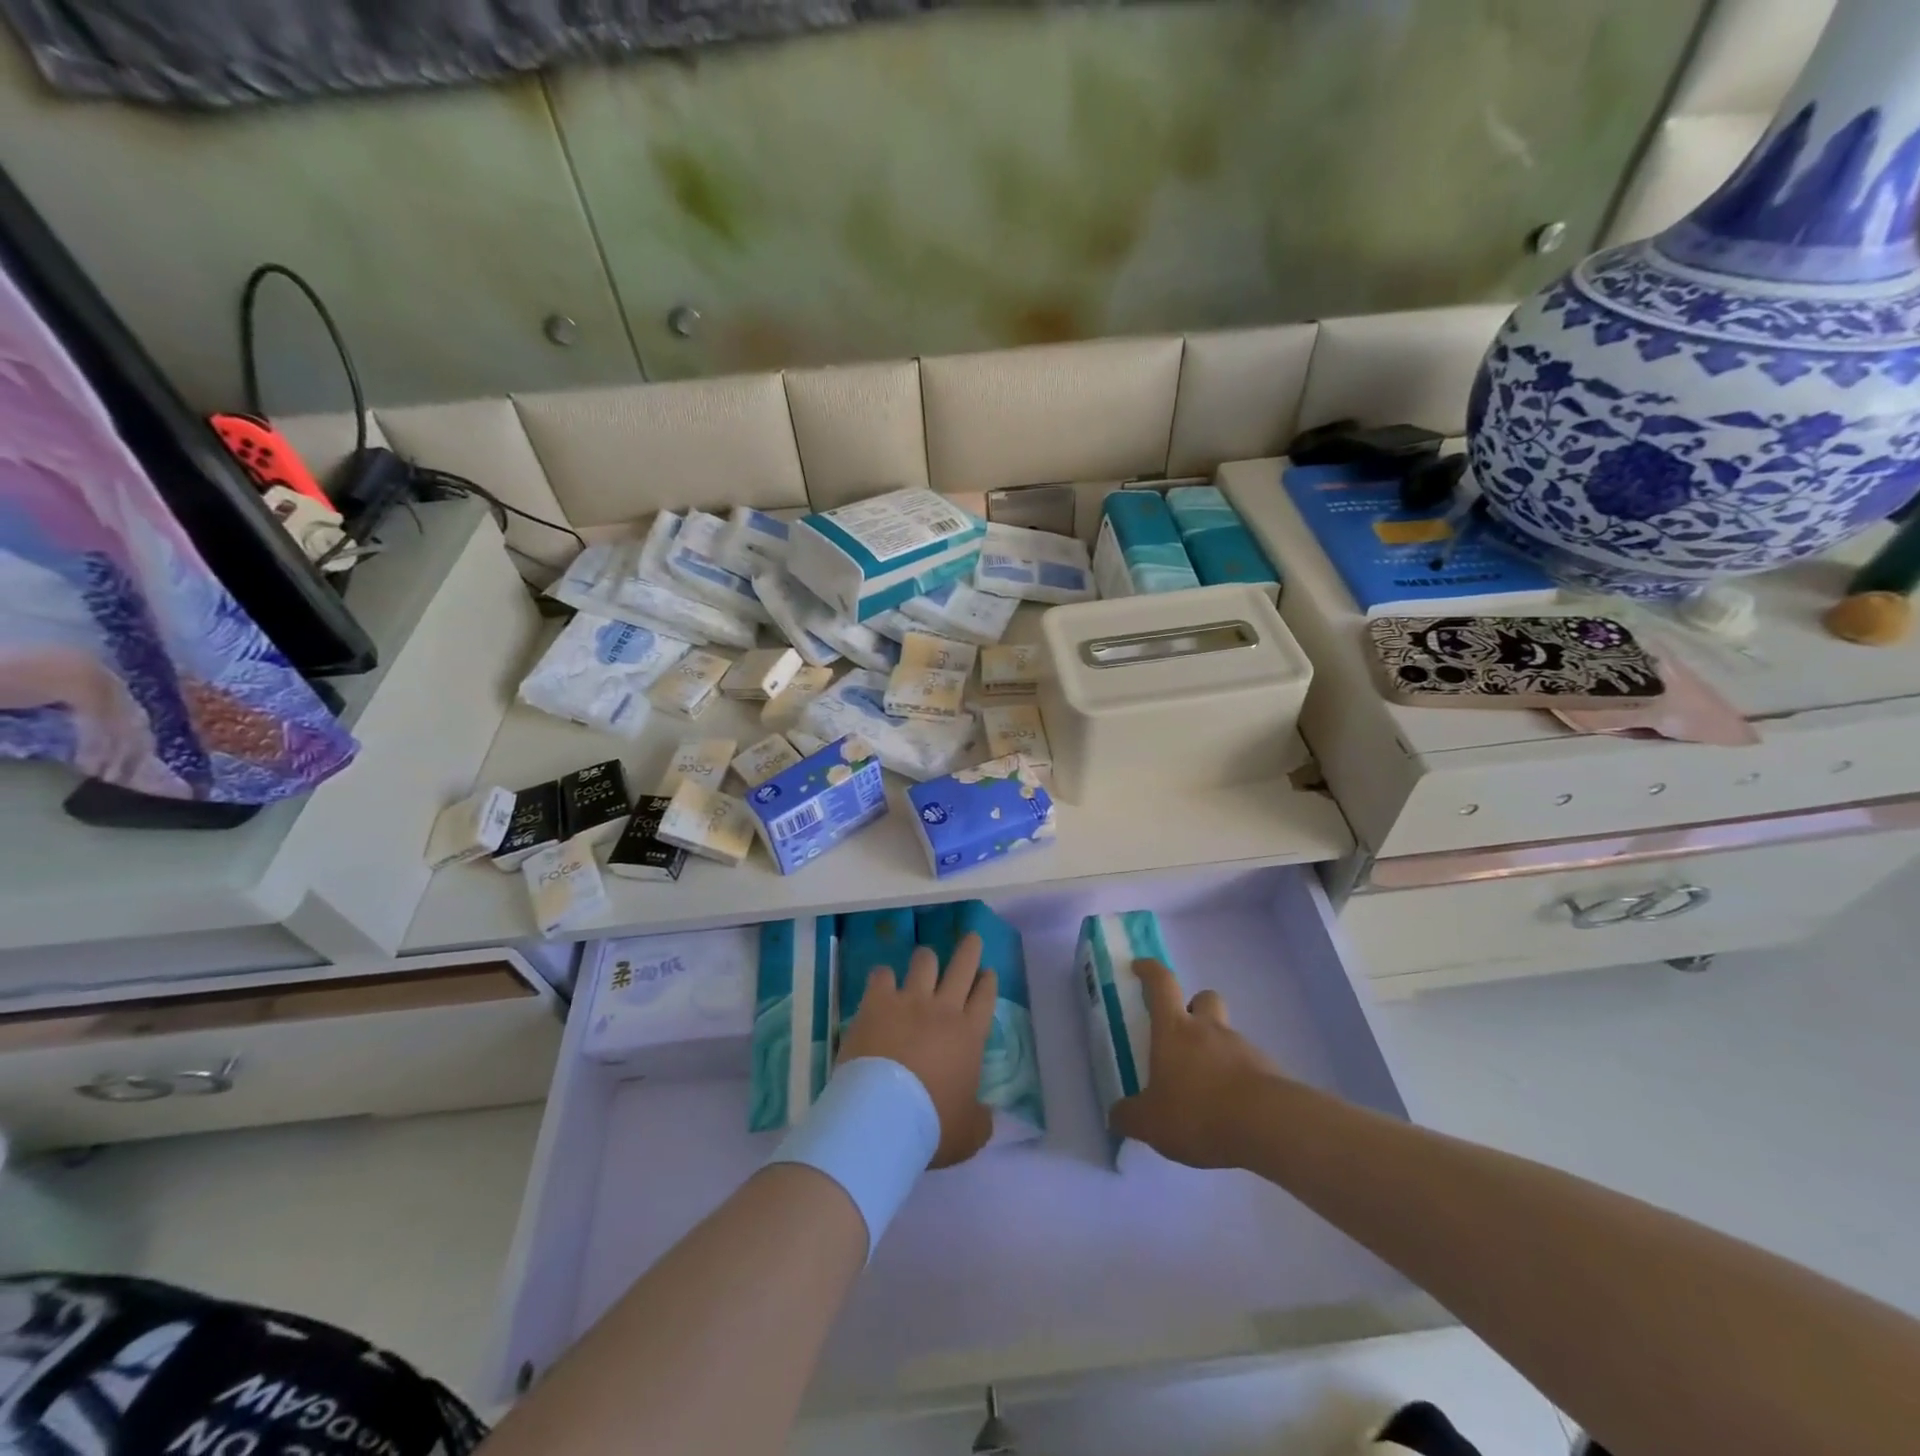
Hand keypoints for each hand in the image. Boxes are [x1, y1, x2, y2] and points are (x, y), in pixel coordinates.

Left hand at [837, 932, 997, 1168]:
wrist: (882, 1115)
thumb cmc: (931, 1125)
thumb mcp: (968, 1134)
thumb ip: (980, 1120)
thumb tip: (986, 1116)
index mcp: (969, 1035)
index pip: (985, 997)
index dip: (988, 982)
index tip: (988, 972)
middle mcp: (943, 1009)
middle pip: (962, 967)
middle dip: (969, 949)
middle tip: (971, 937)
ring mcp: (909, 1001)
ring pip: (924, 962)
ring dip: (927, 959)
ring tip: (926, 957)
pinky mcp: (877, 1002)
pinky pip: (882, 975)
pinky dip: (884, 976)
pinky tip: (882, 979)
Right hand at [1108, 959, 1285, 1169]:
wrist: (1268, 1127)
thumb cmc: (1198, 1112)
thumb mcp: (1151, 1122)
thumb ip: (1129, 1116)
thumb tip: (1115, 1115)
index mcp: (1175, 1029)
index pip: (1162, 983)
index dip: (1150, 970)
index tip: (1139, 967)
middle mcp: (1209, 1029)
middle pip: (1204, 998)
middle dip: (1193, 1008)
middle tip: (1182, 1034)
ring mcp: (1243, 1047)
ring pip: (1227, 1034)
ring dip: (1216, 1049)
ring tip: (1206, 1088)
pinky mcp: (1269, 1071)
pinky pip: (1248, 1065)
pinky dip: (1238, 1078)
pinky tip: (1231, 1110)